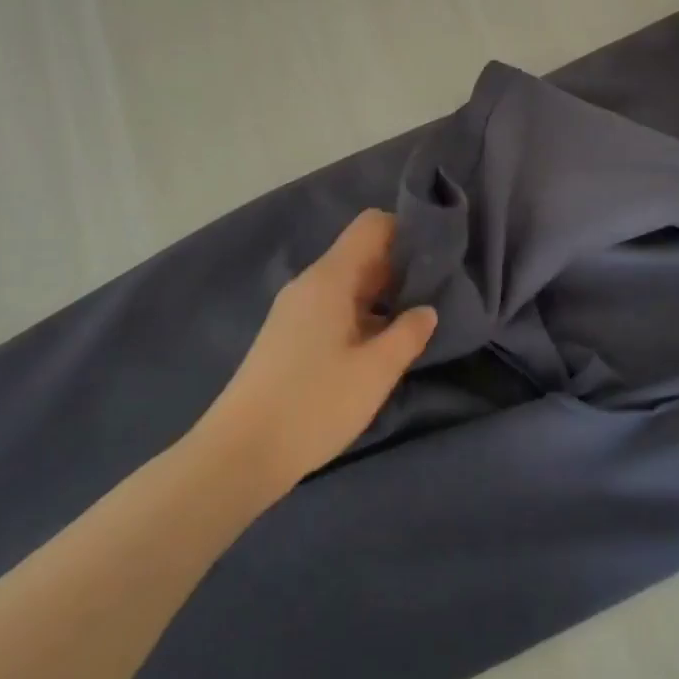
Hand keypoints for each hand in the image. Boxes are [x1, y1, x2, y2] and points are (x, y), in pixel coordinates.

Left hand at [195, 210, 436, 494]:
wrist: (240, 453)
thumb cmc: (314, 404)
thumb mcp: (374, 372)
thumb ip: (408, 334)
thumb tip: (427, 310)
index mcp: (330, 278)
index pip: (372, 225)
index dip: (406, 230)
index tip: (437, 256)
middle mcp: (310, 283)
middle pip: (362, 253)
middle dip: (400, 267)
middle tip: (438, 292)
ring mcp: (296, 309)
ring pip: (349, 283)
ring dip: (383, 295)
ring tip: (416, 319)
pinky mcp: (289, 335)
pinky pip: (334, 307)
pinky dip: (362, 314)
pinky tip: (380, 344)